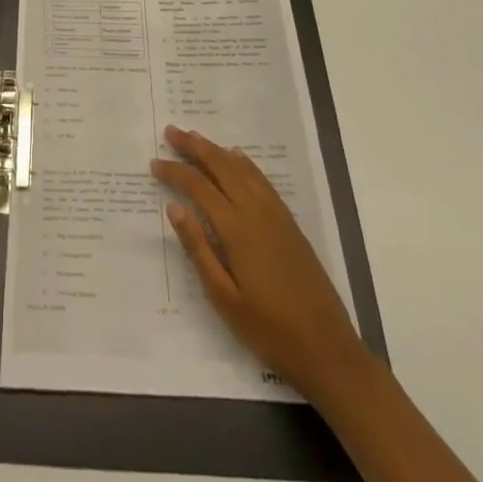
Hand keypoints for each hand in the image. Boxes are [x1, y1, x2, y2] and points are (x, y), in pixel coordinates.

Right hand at [152, 125, 359, 399]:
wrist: (327, 349)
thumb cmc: (269, 330)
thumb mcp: (224, 298)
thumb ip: (198, 249)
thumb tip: (174, 208)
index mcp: (237, 230)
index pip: (198, 187)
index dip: (175, 172)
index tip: (154, 164)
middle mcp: (256, 212)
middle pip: (221, 167)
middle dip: (194, 147)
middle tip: (171, 132)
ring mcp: (276, 215)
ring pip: (242, 169)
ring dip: (217, 150)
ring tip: (195, 138)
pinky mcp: (289, 223)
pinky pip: (262, 180)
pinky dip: (245, 163)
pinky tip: (236, 157)